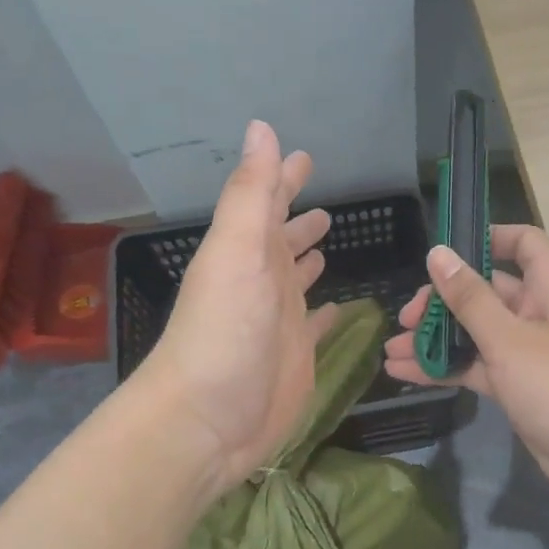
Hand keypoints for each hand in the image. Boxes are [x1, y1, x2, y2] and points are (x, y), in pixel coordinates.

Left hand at [134, 121, 338, 501]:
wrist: (208, 421)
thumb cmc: (223, 332)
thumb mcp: (236, 253)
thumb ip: (253, 193)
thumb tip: (263, 128)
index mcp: (247, 252)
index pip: (267, 203)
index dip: (282, 177)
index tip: (303, 156)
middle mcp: (263, 281)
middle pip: (283, 239)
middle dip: (298, 218)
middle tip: (324, 201)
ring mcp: (280, 320)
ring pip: (297, 278)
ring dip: (308, 257)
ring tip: (327, 240)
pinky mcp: (298, 355)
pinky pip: (316, 324)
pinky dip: (327, 311)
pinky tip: (341, 306)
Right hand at [383, 225, 548, 512]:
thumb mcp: (509, 338)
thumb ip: (469, 298)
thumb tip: (438, 253)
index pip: (523, 243)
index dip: (488, 238)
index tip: (445, 253)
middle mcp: (538, 312)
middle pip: (486, 291)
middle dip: (443, 301)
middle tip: (405, 318)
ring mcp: (526, 351)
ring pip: (475, 332)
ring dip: (436, 339)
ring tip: (392, 350)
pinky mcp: (517, 385)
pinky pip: (476, 366)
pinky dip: (446, 368)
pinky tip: (405, 374)